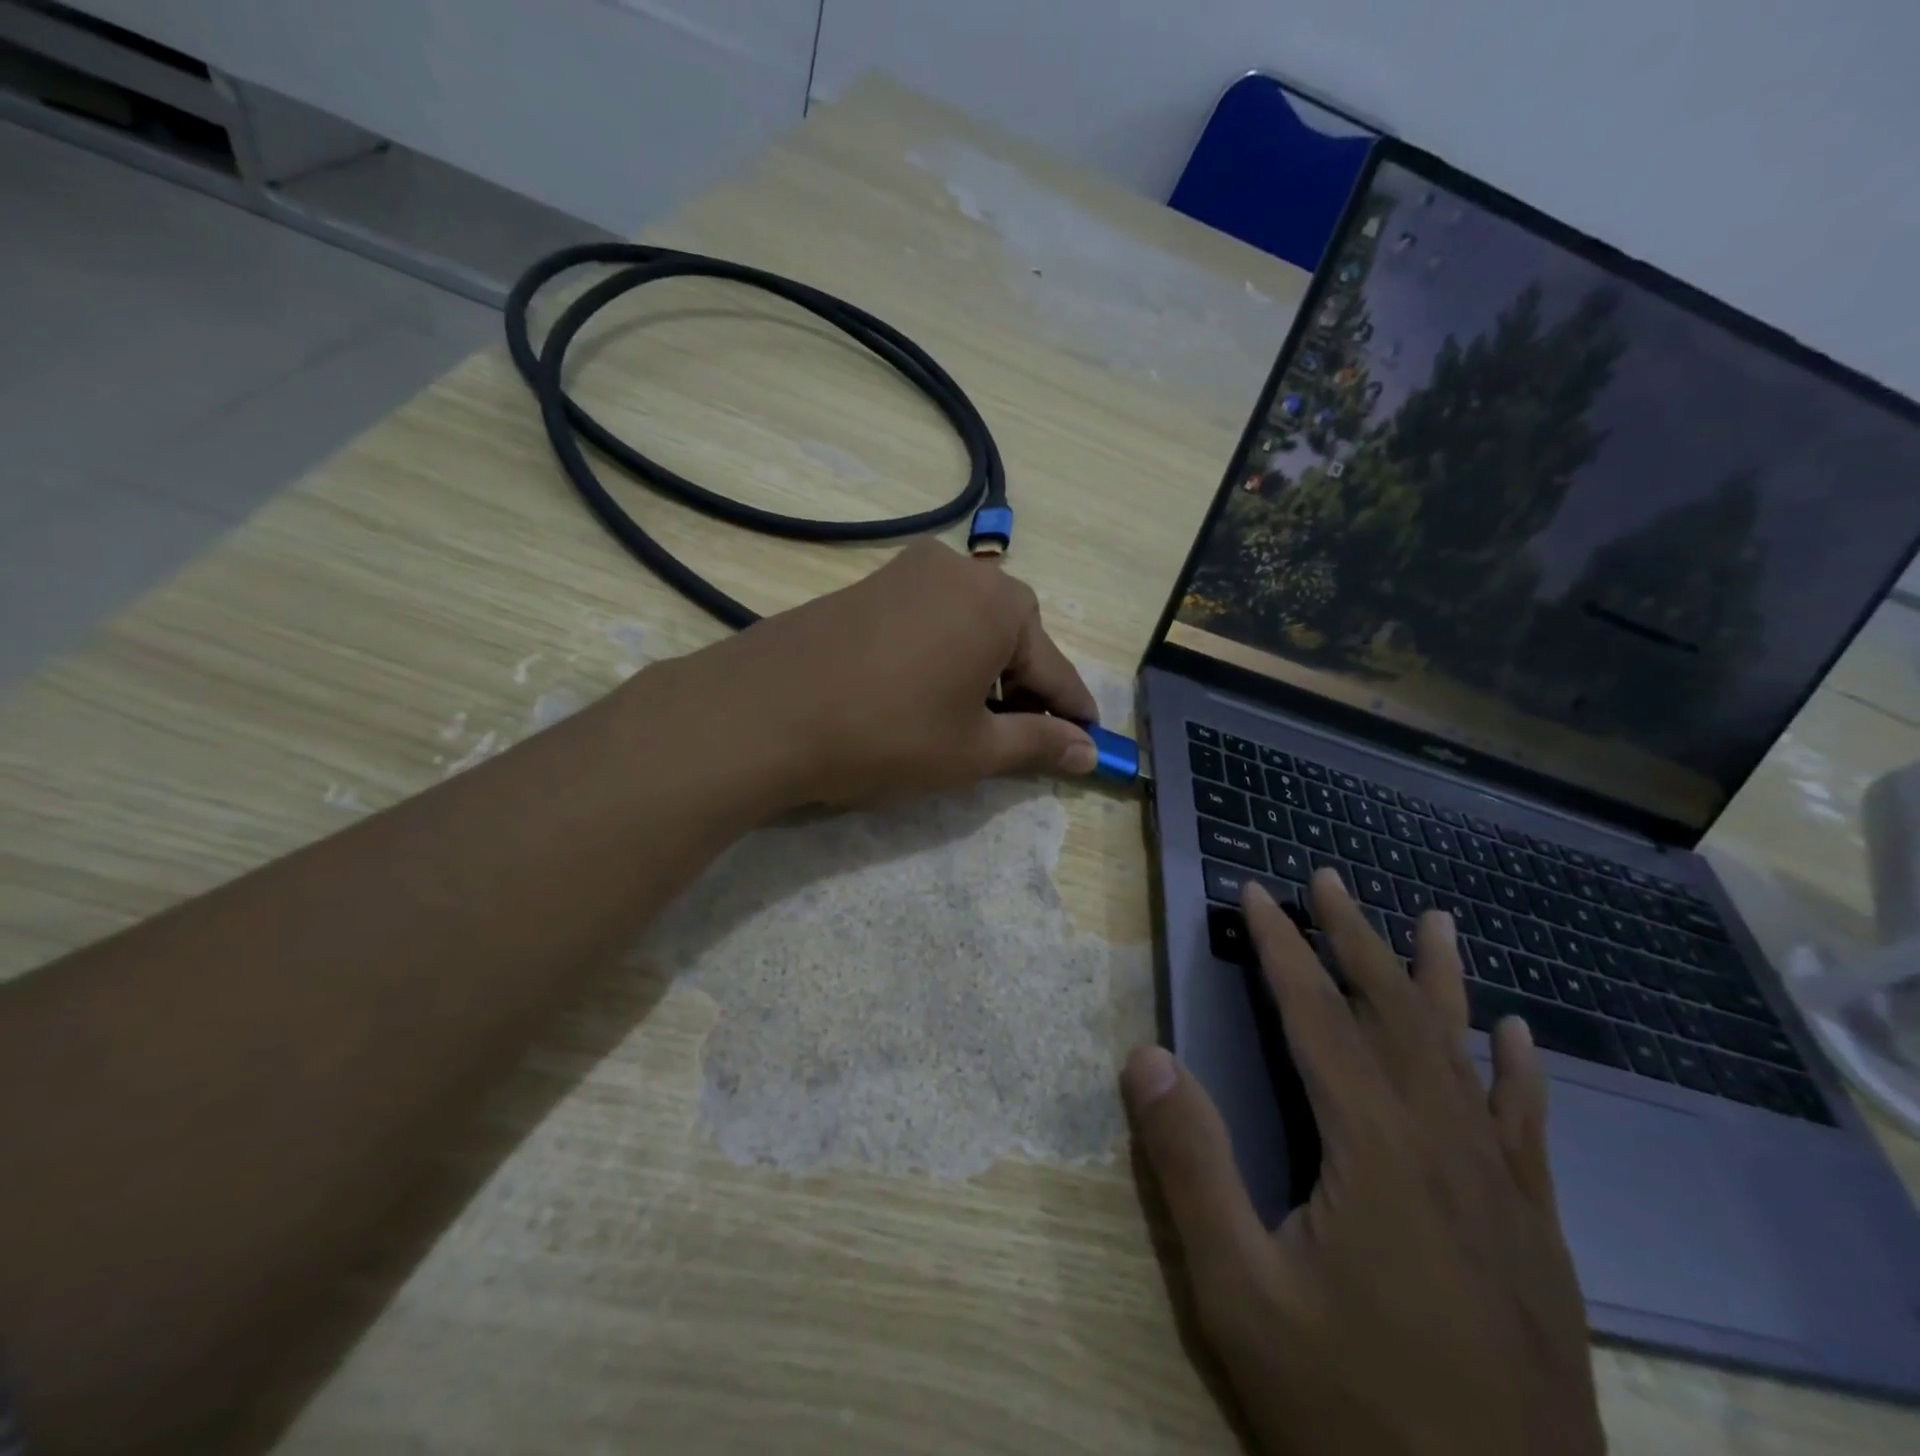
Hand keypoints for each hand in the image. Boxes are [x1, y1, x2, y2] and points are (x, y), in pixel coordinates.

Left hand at [671, 539, 1098, 807]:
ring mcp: (907, 571)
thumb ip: (1039, 743)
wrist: (762, 714)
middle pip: (1012, 636)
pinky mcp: (868, 583)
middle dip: (1022, 686)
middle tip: (1018, 735)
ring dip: (981, 669)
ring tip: (966, 718)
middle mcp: (959, 571)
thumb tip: (1091, 751)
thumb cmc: (885, 734)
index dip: (1072, 710)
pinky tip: (923, 691)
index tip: (1090, 738)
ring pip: (968, 625)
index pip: (1053, 668)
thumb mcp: (972, 749)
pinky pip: (928, 618)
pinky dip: (942, 653)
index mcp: (999, 604)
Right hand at [1123, 872, 1604, 1455]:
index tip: (1256, 893)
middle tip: (1328, 878)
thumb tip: (1145, 1055)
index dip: (1283, 946)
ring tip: (1434, 920)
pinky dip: (1516, 1069)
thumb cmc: (1351, 1416)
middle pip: (1393, 1012)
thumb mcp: (1239, 1295)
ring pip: (1463, 1052)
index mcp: (1372, 1148)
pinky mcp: (1535, 1235)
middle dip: (1354, 938)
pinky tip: (1515, 1035)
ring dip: (1439, 977)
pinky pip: (1526, 1125)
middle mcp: (1443, 1145)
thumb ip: (1191, 1165)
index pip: (1315, 1015)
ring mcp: (1500, 1189)